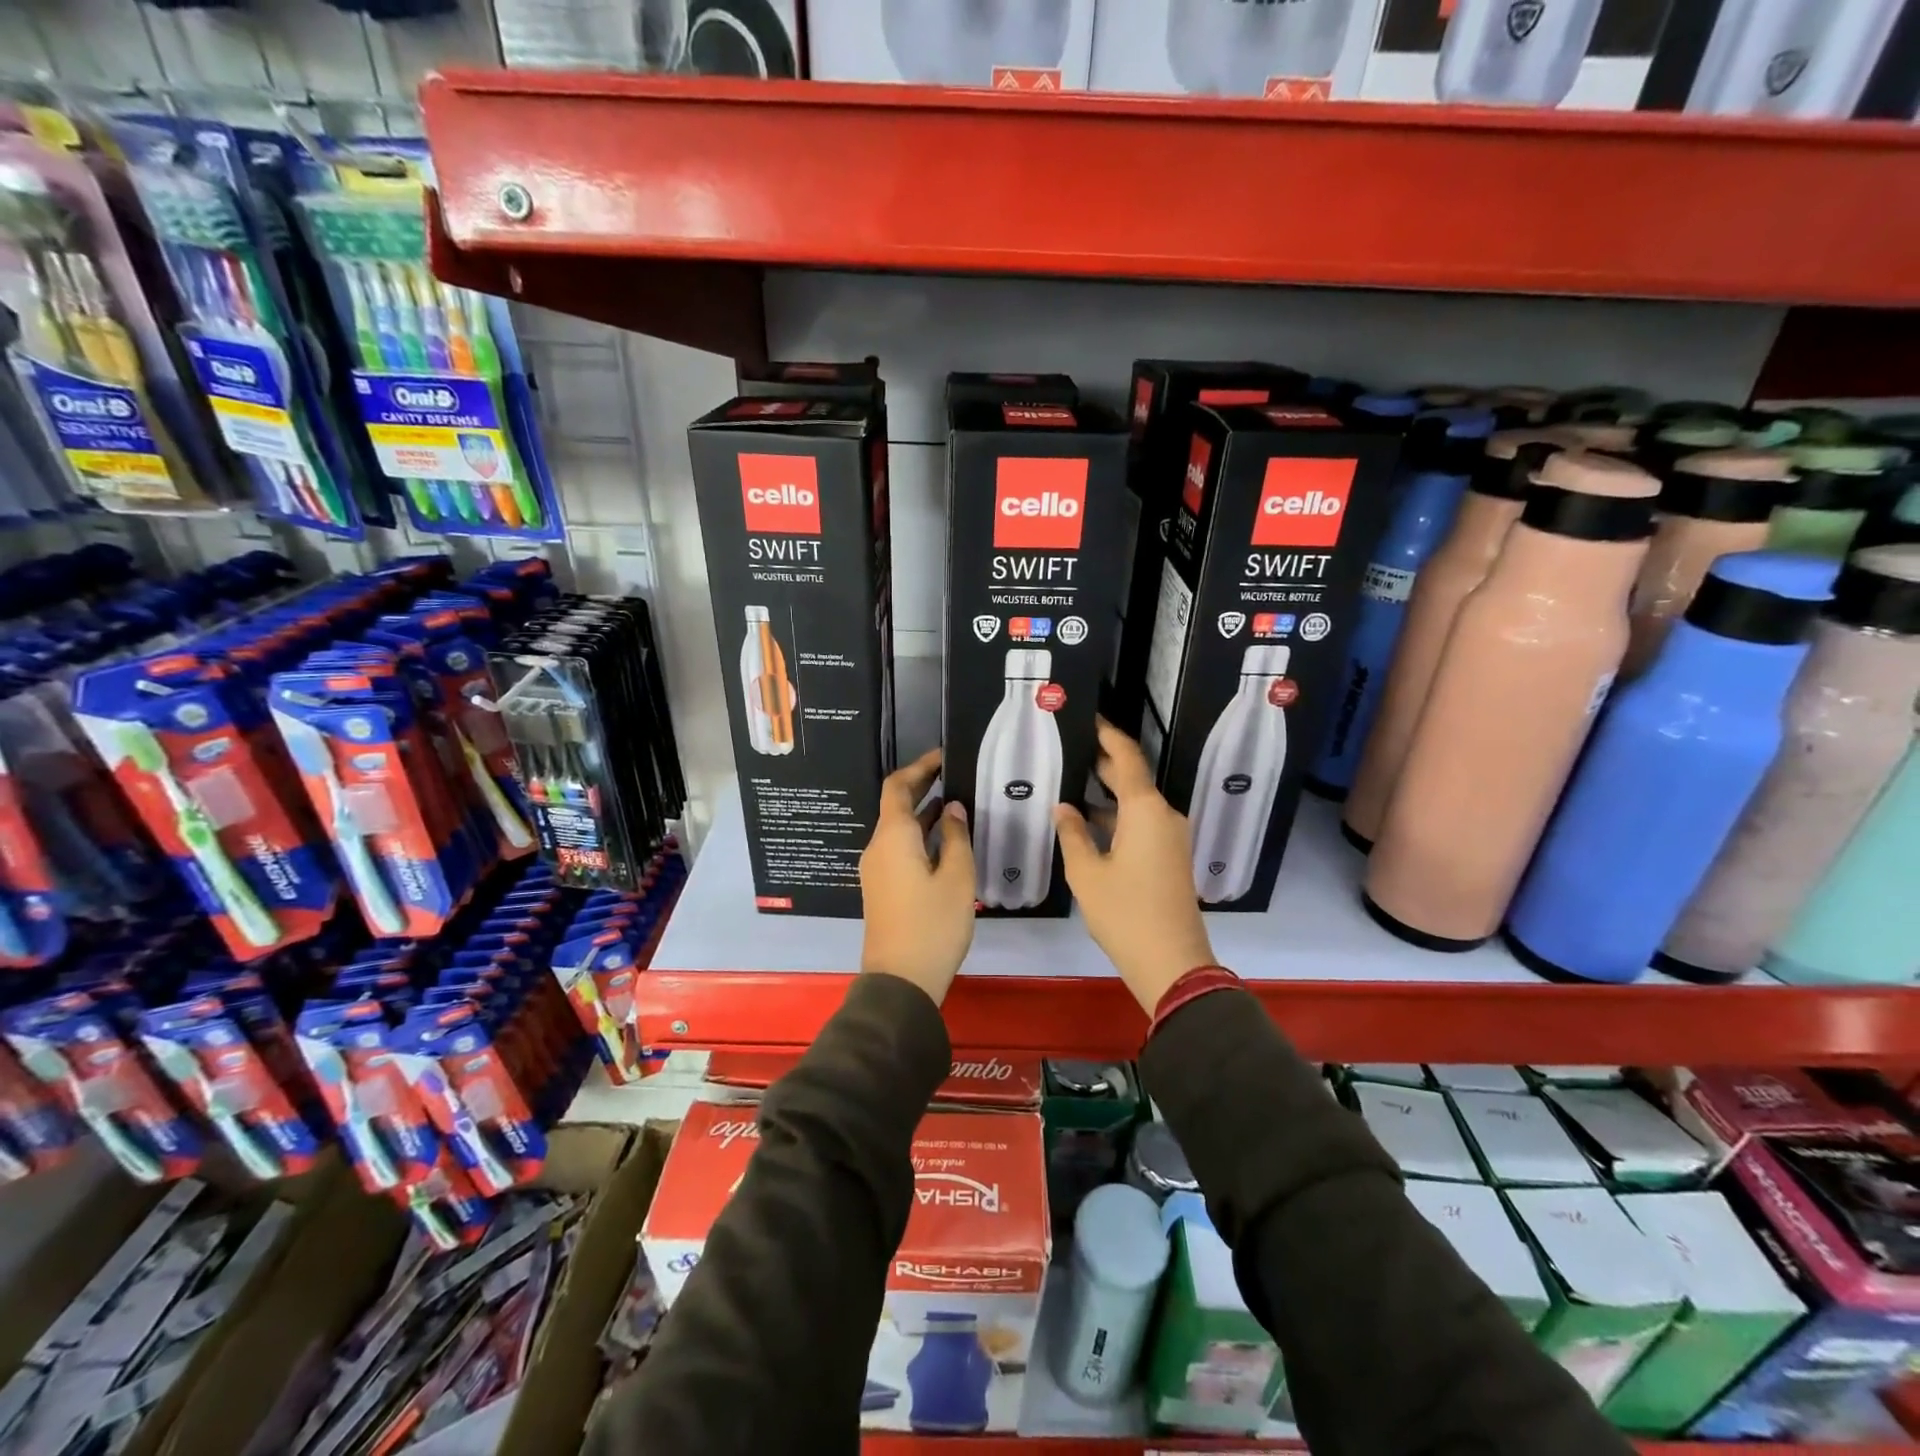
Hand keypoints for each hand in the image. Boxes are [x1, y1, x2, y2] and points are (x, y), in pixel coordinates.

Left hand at [860, 748, 975, 1005]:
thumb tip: (951, 808)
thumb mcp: (956, 877)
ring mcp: (877, 869)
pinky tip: (947, 842)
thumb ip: (955, 837)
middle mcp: (878, 847)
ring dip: (924, 814)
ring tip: (958, 805)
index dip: (920, 767)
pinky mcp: (882, 888)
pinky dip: (920, 837)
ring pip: (899, 830)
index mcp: (893, 837)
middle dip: (924, 787)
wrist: (900, 981)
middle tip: (957, 776)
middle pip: (896, 806)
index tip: (945, 756)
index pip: (898, 786)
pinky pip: (899, 849)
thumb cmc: (932, 925)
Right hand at [1055, 718, 1216, 1014]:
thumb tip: (1064, 807)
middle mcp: (1164, 816)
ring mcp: (1171, 838)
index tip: (1089, 717)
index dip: (1108, 735)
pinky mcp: (1170, 857)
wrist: (1172, 962)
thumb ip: (1072, 833)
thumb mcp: (1086, 873)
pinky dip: (1118, 817)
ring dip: (1109, 794)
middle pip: (1133, 778)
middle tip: (1071, 747)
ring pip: (1137, 803)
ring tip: (1072, 781)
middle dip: (1104, 763)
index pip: (1127, 758)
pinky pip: (1142, 823)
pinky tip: (1090, 822)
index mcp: (1146, 811)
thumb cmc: (1125, 913)